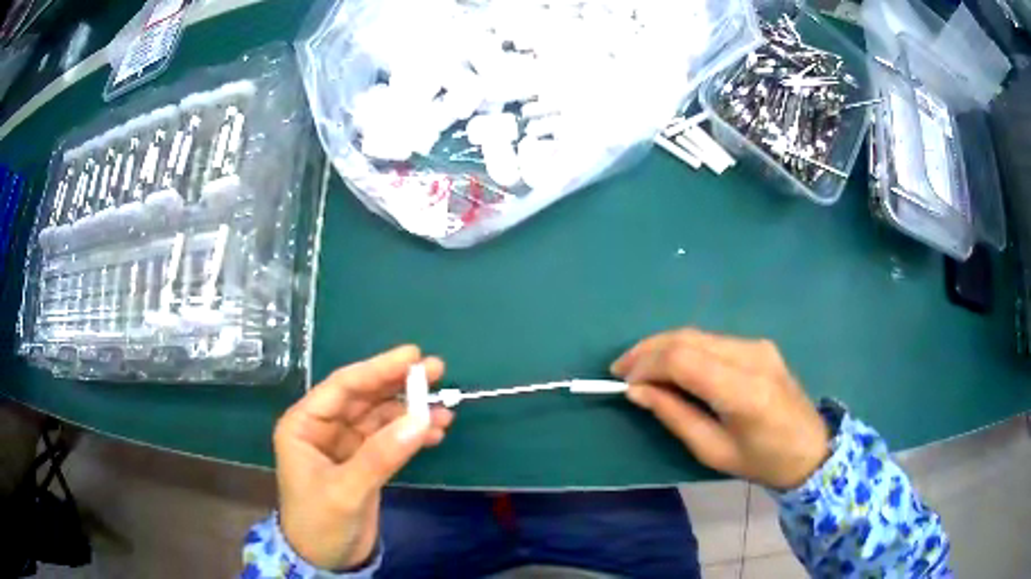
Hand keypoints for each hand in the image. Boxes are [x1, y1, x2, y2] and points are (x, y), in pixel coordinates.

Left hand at [274, 346, 453, 569]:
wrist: (325, 560)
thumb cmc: (319, 522)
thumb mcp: (345, 490)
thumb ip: (380, 455)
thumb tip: (421, 419)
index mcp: (304, 425)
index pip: (343, 388)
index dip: (377, 369)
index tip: (412, 355)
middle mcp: (324, 429)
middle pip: (365, 398)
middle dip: (399, 385)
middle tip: (436, 370)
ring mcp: (346, 446)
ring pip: (381, 418)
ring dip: (411, 412)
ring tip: (445, 408)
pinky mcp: (365, 464)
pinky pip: (391, 441)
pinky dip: (412, 436)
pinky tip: (436, 432)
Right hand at [611, 329, 828, 489]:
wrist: (810, 447)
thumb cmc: (761, 460)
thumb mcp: (713, 451)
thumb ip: (674, 416)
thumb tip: (637, 391)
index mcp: (744, 392)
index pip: (684, 360)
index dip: (647, 365)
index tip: (623, 381)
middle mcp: (752, 357)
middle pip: (687, 338)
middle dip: (648, 350)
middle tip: (621, 369)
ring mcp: (758, 345)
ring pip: (697, 334)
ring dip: (663, 347)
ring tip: (640, 368)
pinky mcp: (759, 344)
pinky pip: (712, 340)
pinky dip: (684, 349)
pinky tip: (671, 366)